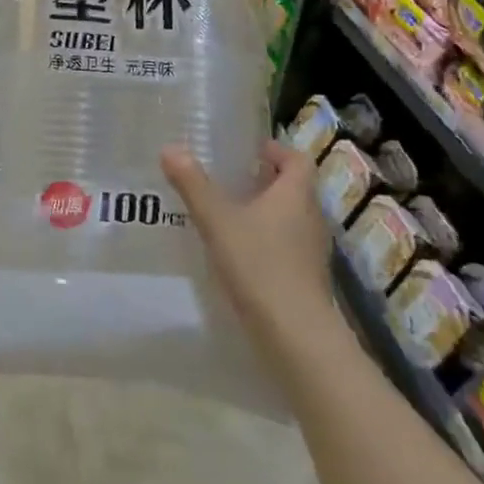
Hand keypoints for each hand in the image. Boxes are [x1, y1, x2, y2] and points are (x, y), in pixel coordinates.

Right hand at [162, 142, 333, 336]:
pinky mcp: (308, 279)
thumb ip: (193, 185)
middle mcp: (311, 217)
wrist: (295, 334)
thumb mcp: (217, 220)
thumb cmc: (259, 264)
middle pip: (294, 188)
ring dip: (267, 212)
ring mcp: (313, 251)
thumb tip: (170, 148)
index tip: (250, 151)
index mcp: (295, 194)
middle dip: (266, 181)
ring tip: (231, 214)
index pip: (297, 159)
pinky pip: (289, 246)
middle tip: (232, 179)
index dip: (276, 151)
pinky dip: (269, 241)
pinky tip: (241, 253)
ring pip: (292, 218)